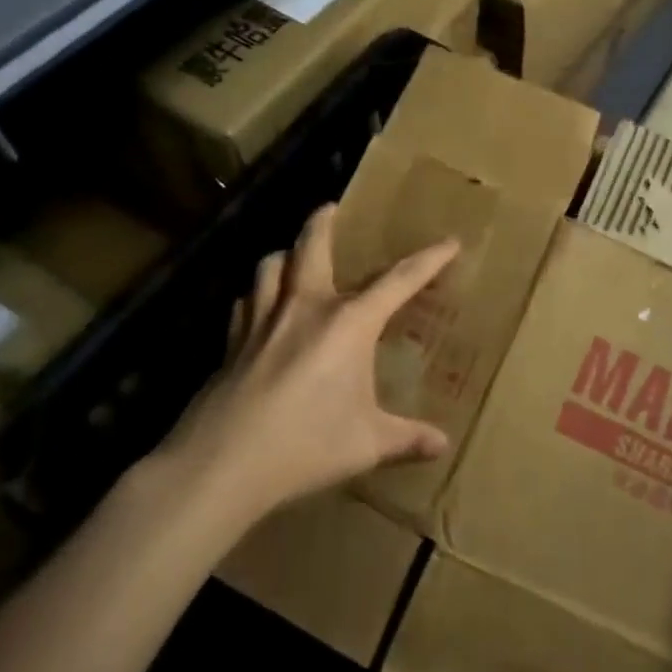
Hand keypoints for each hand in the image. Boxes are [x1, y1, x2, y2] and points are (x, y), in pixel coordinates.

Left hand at [155, 203, 456, 519]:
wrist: (221, 464)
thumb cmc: (304, 447)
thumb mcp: (366, 445)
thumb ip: (406, 439)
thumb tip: (443, 445)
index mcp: (348, 323)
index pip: (399, 280)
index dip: (429, 259)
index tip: (450, 242)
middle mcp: (306, 307)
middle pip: (312, 246)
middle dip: (323, 221)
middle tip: (331, 207)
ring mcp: (263, 320)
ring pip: (270, 265)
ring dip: (285, 254)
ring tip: (292, 256)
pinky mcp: (232, 341)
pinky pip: (244, 303)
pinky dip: (255, 296)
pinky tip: (257, 308)